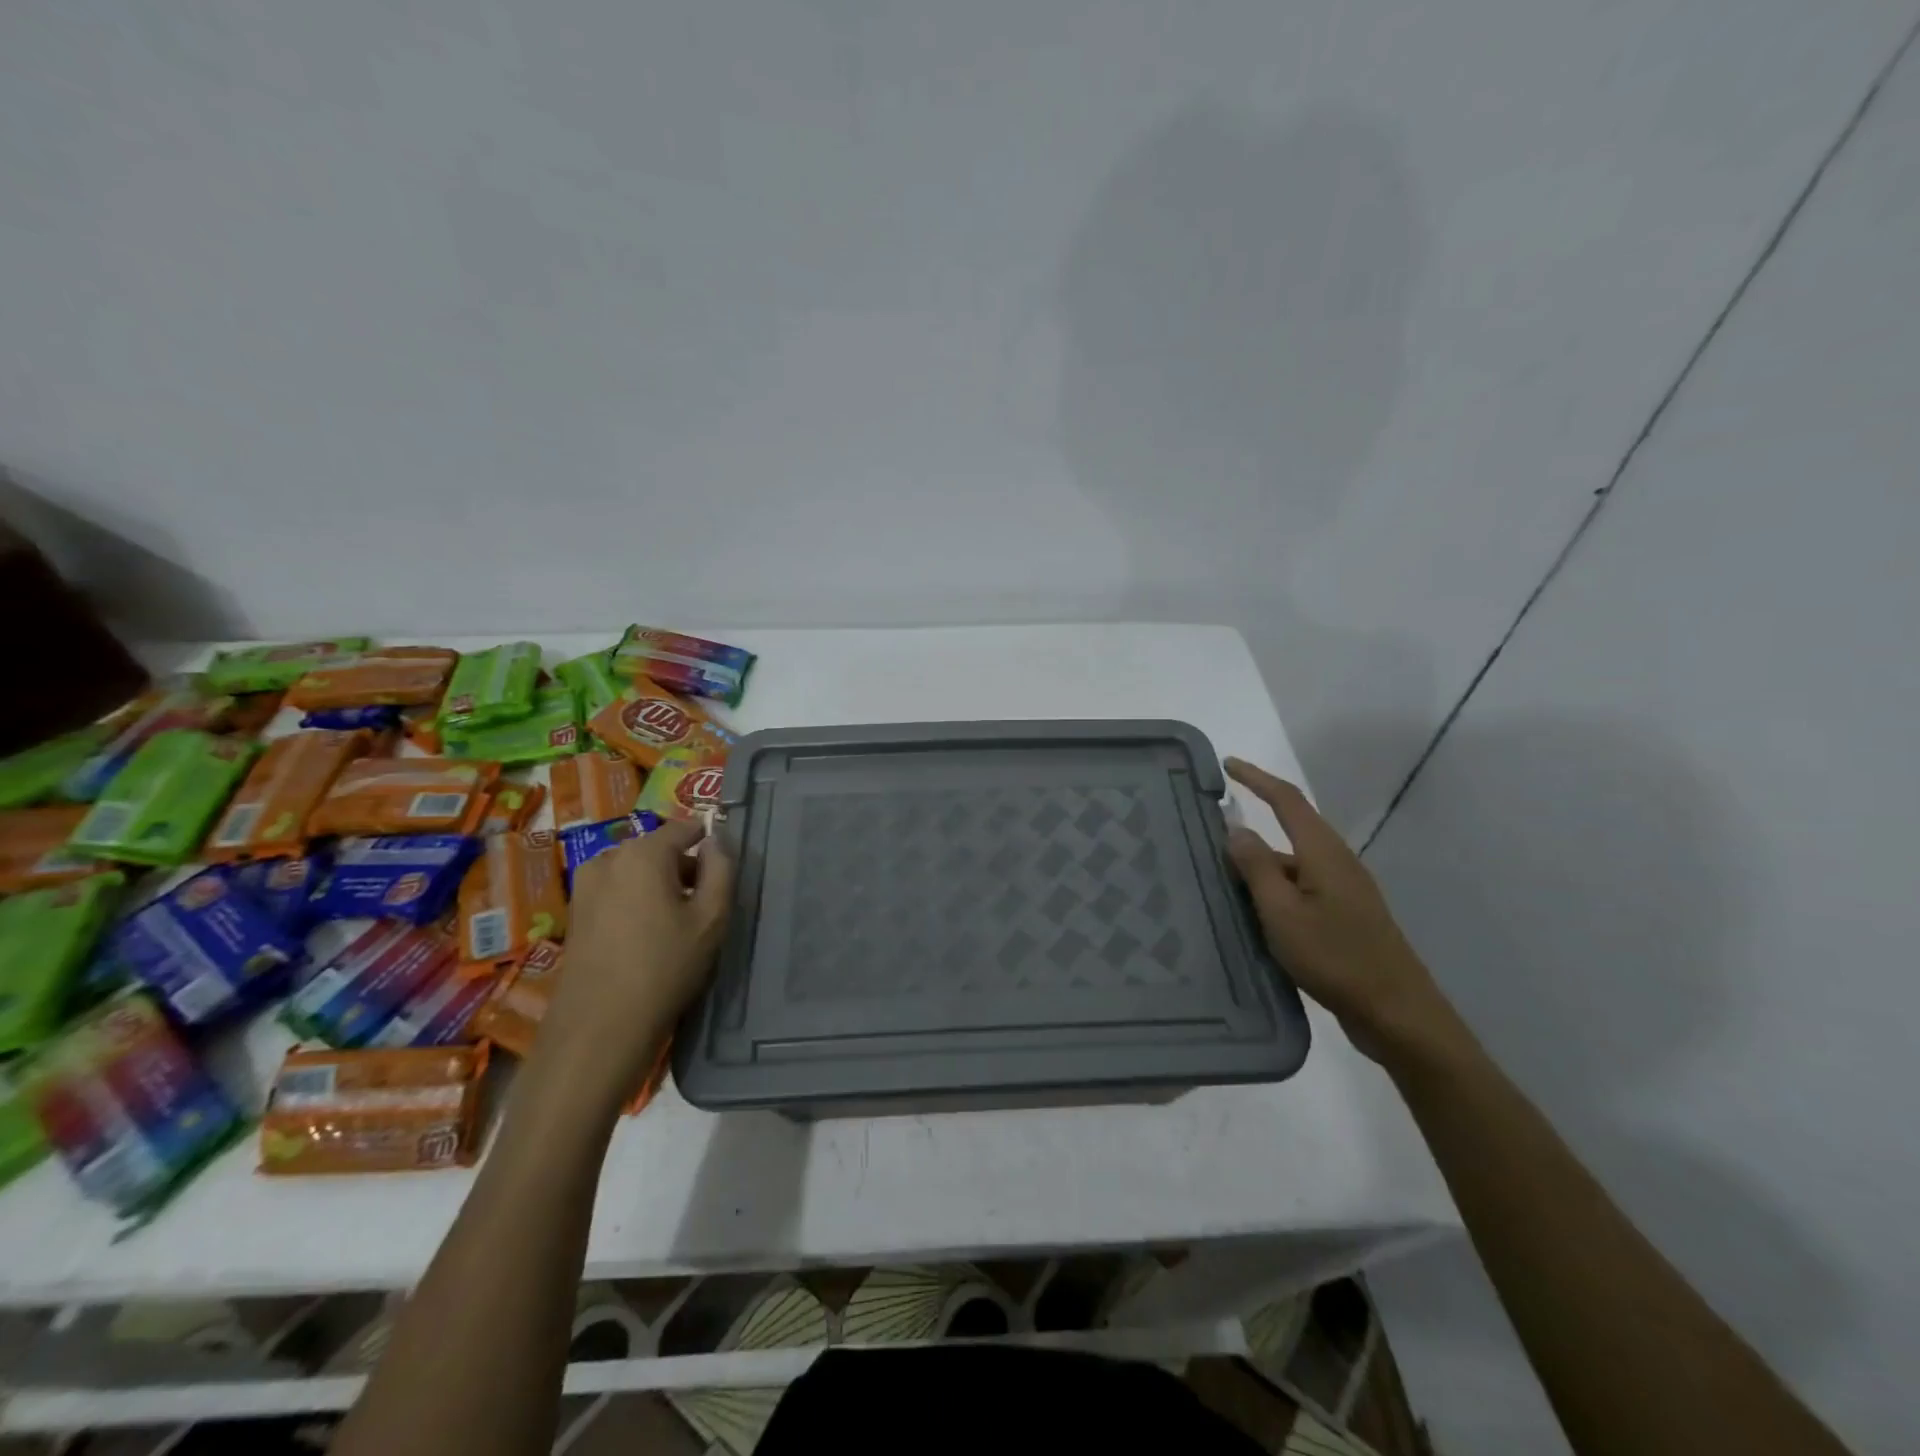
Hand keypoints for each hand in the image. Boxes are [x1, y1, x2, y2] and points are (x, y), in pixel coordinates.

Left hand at [538, 819, 734, 1092]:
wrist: (599, 1028)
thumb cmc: (665, 967)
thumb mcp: (711, 917)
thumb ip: (721, 869)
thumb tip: (716, 841)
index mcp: (642, 852)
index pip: (685, 827)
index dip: (709, 843)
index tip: (724, 871)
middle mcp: (608, 858)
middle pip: (657, 848)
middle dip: (683, 867)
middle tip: (705, 904)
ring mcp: (585, 886)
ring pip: (635, 870)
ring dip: (659, 885)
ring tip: (676, 924)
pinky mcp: (575, 913)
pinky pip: (616, 891)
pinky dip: (636, 901)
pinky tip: (647, 937)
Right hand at [1224, 757, 1460, 1064]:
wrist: (1397, 1014)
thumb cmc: (1336, 958)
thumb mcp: (1282, 913)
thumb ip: (1256, 868)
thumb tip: (1235, 828)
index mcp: (1323, 853)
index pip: (1286, 800)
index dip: (1256, 779)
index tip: (1226, 765)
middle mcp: (1336, 863)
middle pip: (1288, 832)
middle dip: (1250, 831)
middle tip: (1208, 841)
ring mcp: (1344, 891)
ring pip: (1292, 866)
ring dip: (1259, 868)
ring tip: (1220, 885)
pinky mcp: (1345, 917)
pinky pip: (1300, 890)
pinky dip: (1273, 892)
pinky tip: (1254, 917)